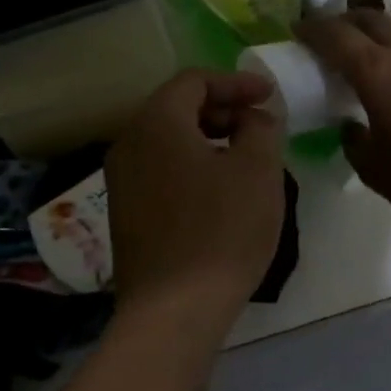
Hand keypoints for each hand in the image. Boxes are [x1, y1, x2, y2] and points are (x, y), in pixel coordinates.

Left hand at [106, 69, 287, 332]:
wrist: (173, 310)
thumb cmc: (222, 231)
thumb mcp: (258, 171)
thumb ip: (260, 128)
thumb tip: (252, 118)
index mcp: (157, 123)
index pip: (193, 80)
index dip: (236, 83)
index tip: (269, 96)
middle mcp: (129, 143)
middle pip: (176, 108)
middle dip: (222, 109)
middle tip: (259, 125)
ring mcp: (121, 181)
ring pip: (167, 141)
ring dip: (207, 139)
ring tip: (244, 157)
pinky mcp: (124, 213)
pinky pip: (159, 171)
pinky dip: (190, 165)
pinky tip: (218, 191)